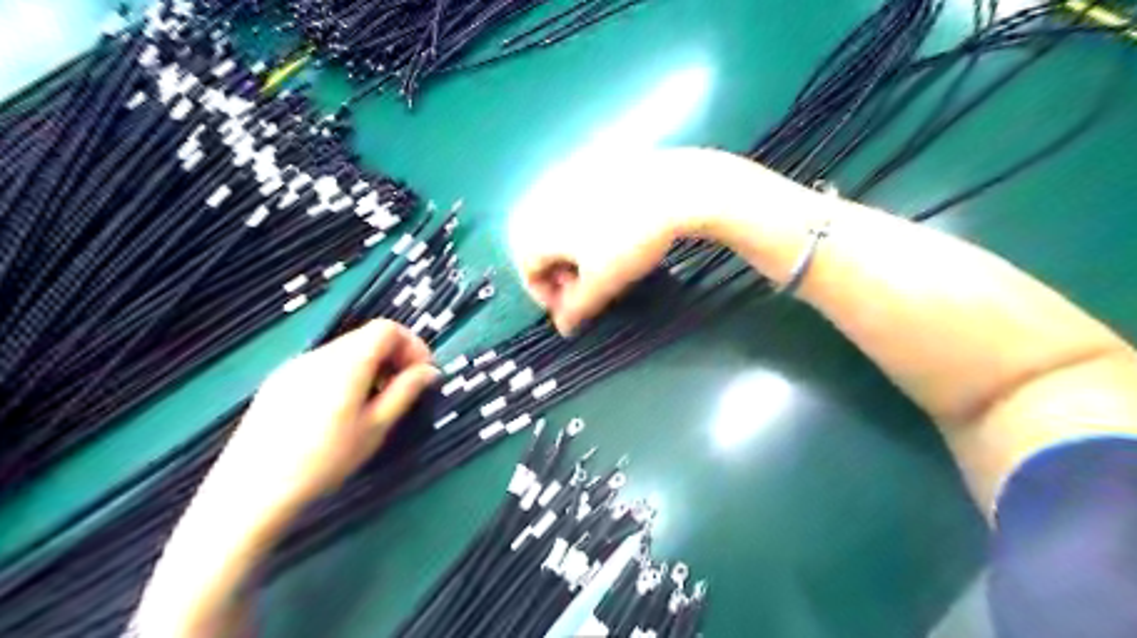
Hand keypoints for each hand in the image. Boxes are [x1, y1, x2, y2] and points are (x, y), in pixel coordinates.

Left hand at [203, 319, 435, 522]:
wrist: (249, 492)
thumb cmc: (323, 461)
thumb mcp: (375, 428)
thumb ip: (405, 392)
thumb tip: (430, 371)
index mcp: (345, 362)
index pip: (386, 329)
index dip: (412, 345)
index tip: (421, 374)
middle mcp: (319, 355)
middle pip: (366, 337)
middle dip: (393, 357)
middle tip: (402, 390)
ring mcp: (294, 366)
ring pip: (345, 351)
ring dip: (370, 366)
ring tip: (373, 402)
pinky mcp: (278, 382)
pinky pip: (323, 365)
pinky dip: (345, 374)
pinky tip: (340, 409)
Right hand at [509, 144, 782, 334]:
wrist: (671, 189)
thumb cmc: (627, 241)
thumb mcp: (601, 285)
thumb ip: (576, 310)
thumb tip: (563, 327)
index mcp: (531, 229)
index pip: (528, 273)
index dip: (550, 298)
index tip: (575, 309)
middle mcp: (538, 199)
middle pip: (538, 247)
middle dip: (560, 273)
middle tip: (588, 286)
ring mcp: (563, 177)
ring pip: (556, 225)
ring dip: (572, 250)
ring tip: (601, 261)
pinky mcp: (588, 164)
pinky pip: (575, 203)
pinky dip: (584, 224)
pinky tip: (613, 231)